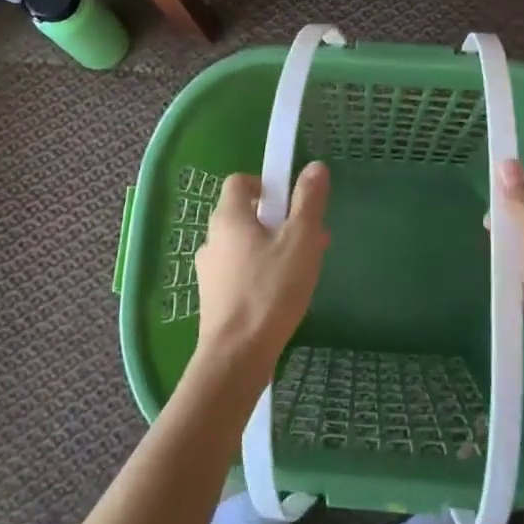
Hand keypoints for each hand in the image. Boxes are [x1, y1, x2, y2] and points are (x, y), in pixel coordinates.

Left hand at [193, 162, 331, 385]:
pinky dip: (261, 273)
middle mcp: (212, 238)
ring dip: (273, 248)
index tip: (291, 202)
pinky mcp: (213, 298)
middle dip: (279, 220)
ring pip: (245, 245)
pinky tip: (283, 294)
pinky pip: (240, 271)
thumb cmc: (271, 290)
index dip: (266, 184)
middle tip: (309, 238)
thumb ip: (308, 201)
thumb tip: (314, 166)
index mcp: (228, 217)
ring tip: (302, 269)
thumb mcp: (300, 240)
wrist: (237, 357)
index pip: (240, 182)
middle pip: (246, 214)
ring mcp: (209, 271)